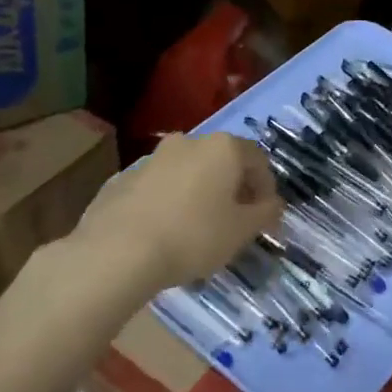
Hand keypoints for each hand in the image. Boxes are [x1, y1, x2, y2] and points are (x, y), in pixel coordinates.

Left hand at [73, 132, 283, 296]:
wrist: (117, 250)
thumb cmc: (193, 236)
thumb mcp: (241, 231)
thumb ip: (266, 213)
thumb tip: (274, 205)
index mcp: (223, 148)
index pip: (258, 160)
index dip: (267, 188)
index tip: (265, 217)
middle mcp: (189, 141)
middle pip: (222, 161)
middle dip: (233, 187)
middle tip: (235, 220)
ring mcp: (152, 157)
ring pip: (188, 171)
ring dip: (200, 192)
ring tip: (199, 227)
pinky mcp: (124, 177)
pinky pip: (159, 186)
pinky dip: (170, 200)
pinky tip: (166, 230)